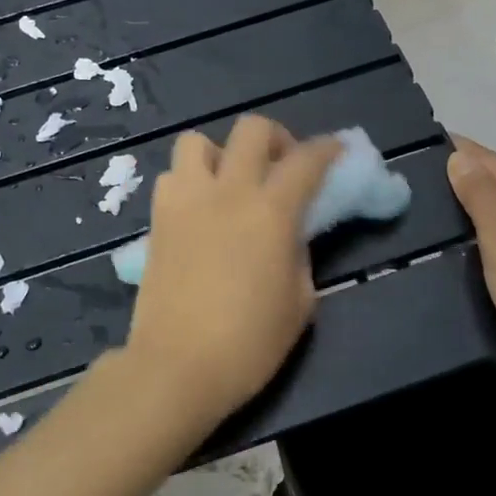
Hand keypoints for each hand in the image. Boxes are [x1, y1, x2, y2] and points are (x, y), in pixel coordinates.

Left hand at [122, 116, 340, 434]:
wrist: (177, 367)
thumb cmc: (249, 343)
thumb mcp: (300, 302)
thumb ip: (300, 254)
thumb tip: (289, 234)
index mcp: (271, 212)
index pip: (306, 160)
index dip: (328, 149)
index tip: (338, 152)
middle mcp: (227, 192)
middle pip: (252, 129)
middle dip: (276, 139)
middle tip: (282, 167)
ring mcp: (186, 201)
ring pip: (198, 141)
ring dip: (221, 154)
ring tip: (231, 185)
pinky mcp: (157, 219)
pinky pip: (172, 177)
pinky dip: (190, 181)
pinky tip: (200, 211)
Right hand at [446, 135, 495, 400]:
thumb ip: (480, 197)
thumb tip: (461, 156)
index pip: (492, 161)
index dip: (463, 148)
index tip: (429, 140)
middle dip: (467, 175)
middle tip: (423, 177)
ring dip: (478, 207)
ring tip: (439, 212)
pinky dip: (489, 238)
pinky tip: (473, 252)